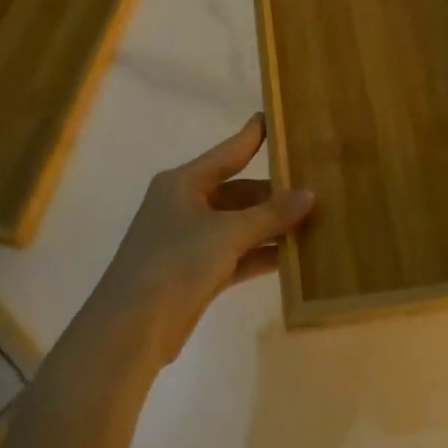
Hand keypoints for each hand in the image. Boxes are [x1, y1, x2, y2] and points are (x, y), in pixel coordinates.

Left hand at [94, 115, 314, 364]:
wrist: (130, 330)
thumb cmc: (175, 263)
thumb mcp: (228, 233)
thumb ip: (271, 214)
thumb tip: (310, 194)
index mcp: (183, 183)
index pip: (228, 152)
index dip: (253, 136)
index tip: (278, 117)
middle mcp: (185, 205)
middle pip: (238, 191)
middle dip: (274, 193)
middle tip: (316, 186)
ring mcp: (190, 241)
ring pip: (240, 225)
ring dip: (272, 226)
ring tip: (315, 221)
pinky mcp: (196, 273)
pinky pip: (237, 255)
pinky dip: (261, 254)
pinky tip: (294, 257)